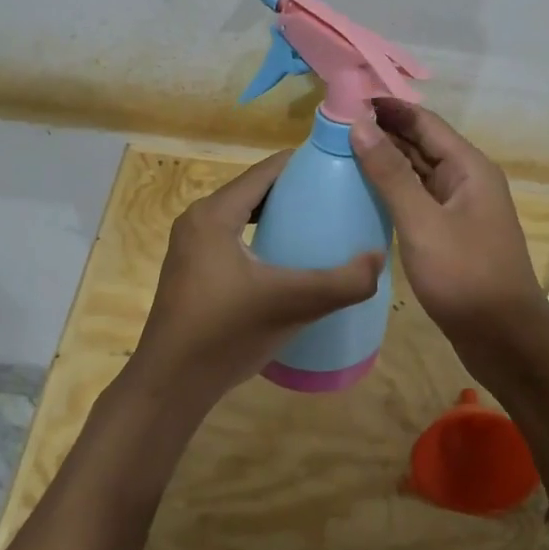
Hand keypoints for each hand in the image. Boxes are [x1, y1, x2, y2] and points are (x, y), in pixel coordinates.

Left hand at [127, 150, 383, 412]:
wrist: (170, 385)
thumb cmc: (225, 334)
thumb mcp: (290, 305)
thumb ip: (340, 283)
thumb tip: (379, 259)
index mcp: (214, 214)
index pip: (266, 170)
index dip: (304, 163)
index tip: (341, 167)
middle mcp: (198, 219)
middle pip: (255, 190)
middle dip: (296, 190)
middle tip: (338, 198)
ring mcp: (191, 246)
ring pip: (244, 214)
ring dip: (279, 214)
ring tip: (320, 225)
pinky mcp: (192, 269)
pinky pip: (234, 237)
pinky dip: (262, 236)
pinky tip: (288, 259)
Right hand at [349, 101, 548, 381]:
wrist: (505, 339)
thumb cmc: (465, 276)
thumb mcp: (422, 222)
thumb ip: (390, 173)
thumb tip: (360, 124)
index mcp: (468, 167)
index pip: (423, 122)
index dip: (387, 107)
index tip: (346, 99)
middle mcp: (466, 179)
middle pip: (421, 143)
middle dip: (382, 131)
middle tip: (333, 126)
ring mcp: (460, 207)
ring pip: (418, 172)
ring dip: (385, 160)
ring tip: (340, 151)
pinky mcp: (450, 233)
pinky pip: (418, 199)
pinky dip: (393, 190)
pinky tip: (364, 192)